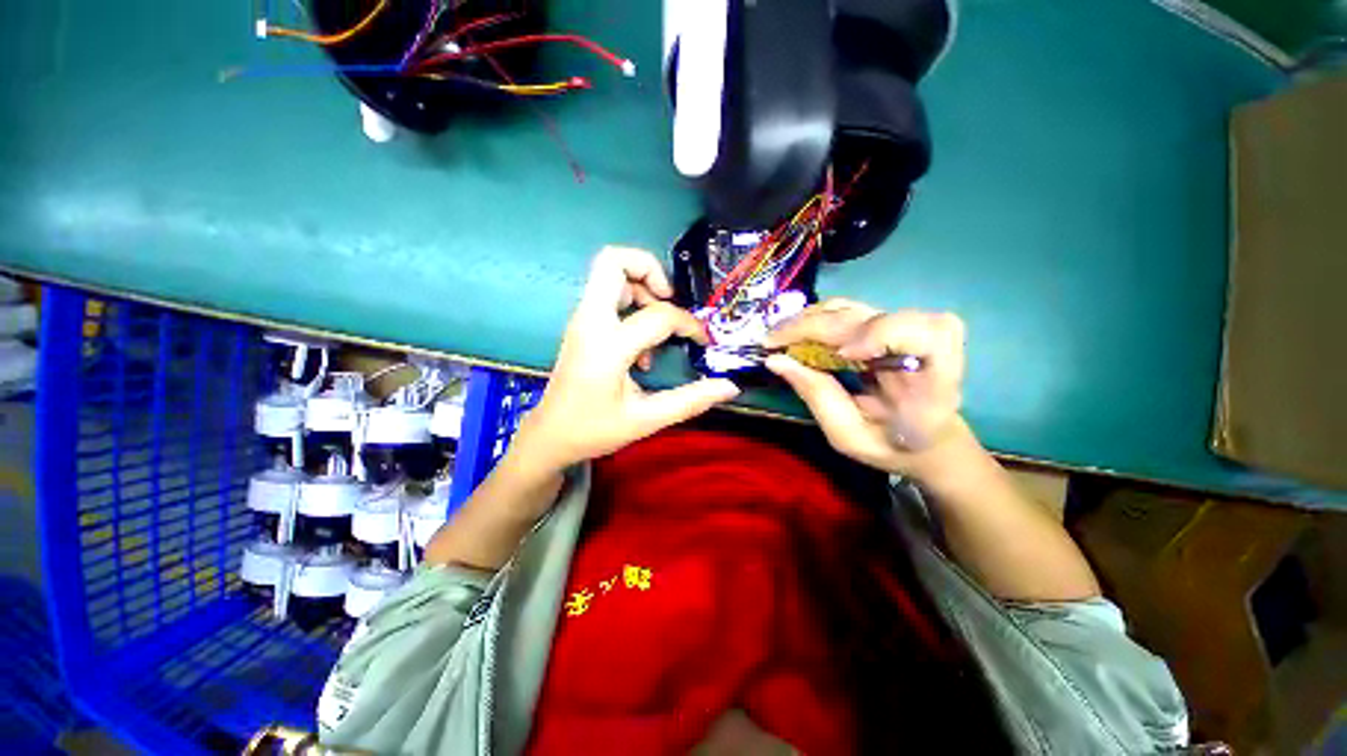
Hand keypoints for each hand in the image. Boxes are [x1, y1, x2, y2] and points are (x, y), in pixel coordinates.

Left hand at [515, 247, 739, 469]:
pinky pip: (606, 294)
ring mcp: (581, 320)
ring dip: (641, 285)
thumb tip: (729, 386)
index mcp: (607, 346)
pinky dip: (630, 302)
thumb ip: (690, 400)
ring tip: (659, 322)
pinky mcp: (581, 325)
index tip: (703, 341)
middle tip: (670, 300)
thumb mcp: (647, 419)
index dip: (689, 324)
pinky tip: (641, 344)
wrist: (550, 436)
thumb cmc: (594, 430)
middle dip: (650, 269)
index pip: (659, 315)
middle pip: (612, 260)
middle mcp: (590, 322)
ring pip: (608, 273)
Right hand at [763, 299, 967, 477]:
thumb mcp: (851, 436)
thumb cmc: (892, 445)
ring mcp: (904, 326)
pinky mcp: (884, 322)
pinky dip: (816, 319)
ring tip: (779, 338)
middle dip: (813, 326)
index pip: (928, 334)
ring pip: (853, 308)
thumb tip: (775, 360)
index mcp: (936, 378)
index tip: (843, 355)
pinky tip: (796, 333)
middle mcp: (926, 341)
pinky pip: (846, 310)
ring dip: (809, 320)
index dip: (881, 334)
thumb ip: (817, 397)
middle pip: (868, 317)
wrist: (925, 437)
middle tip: (771, 342)